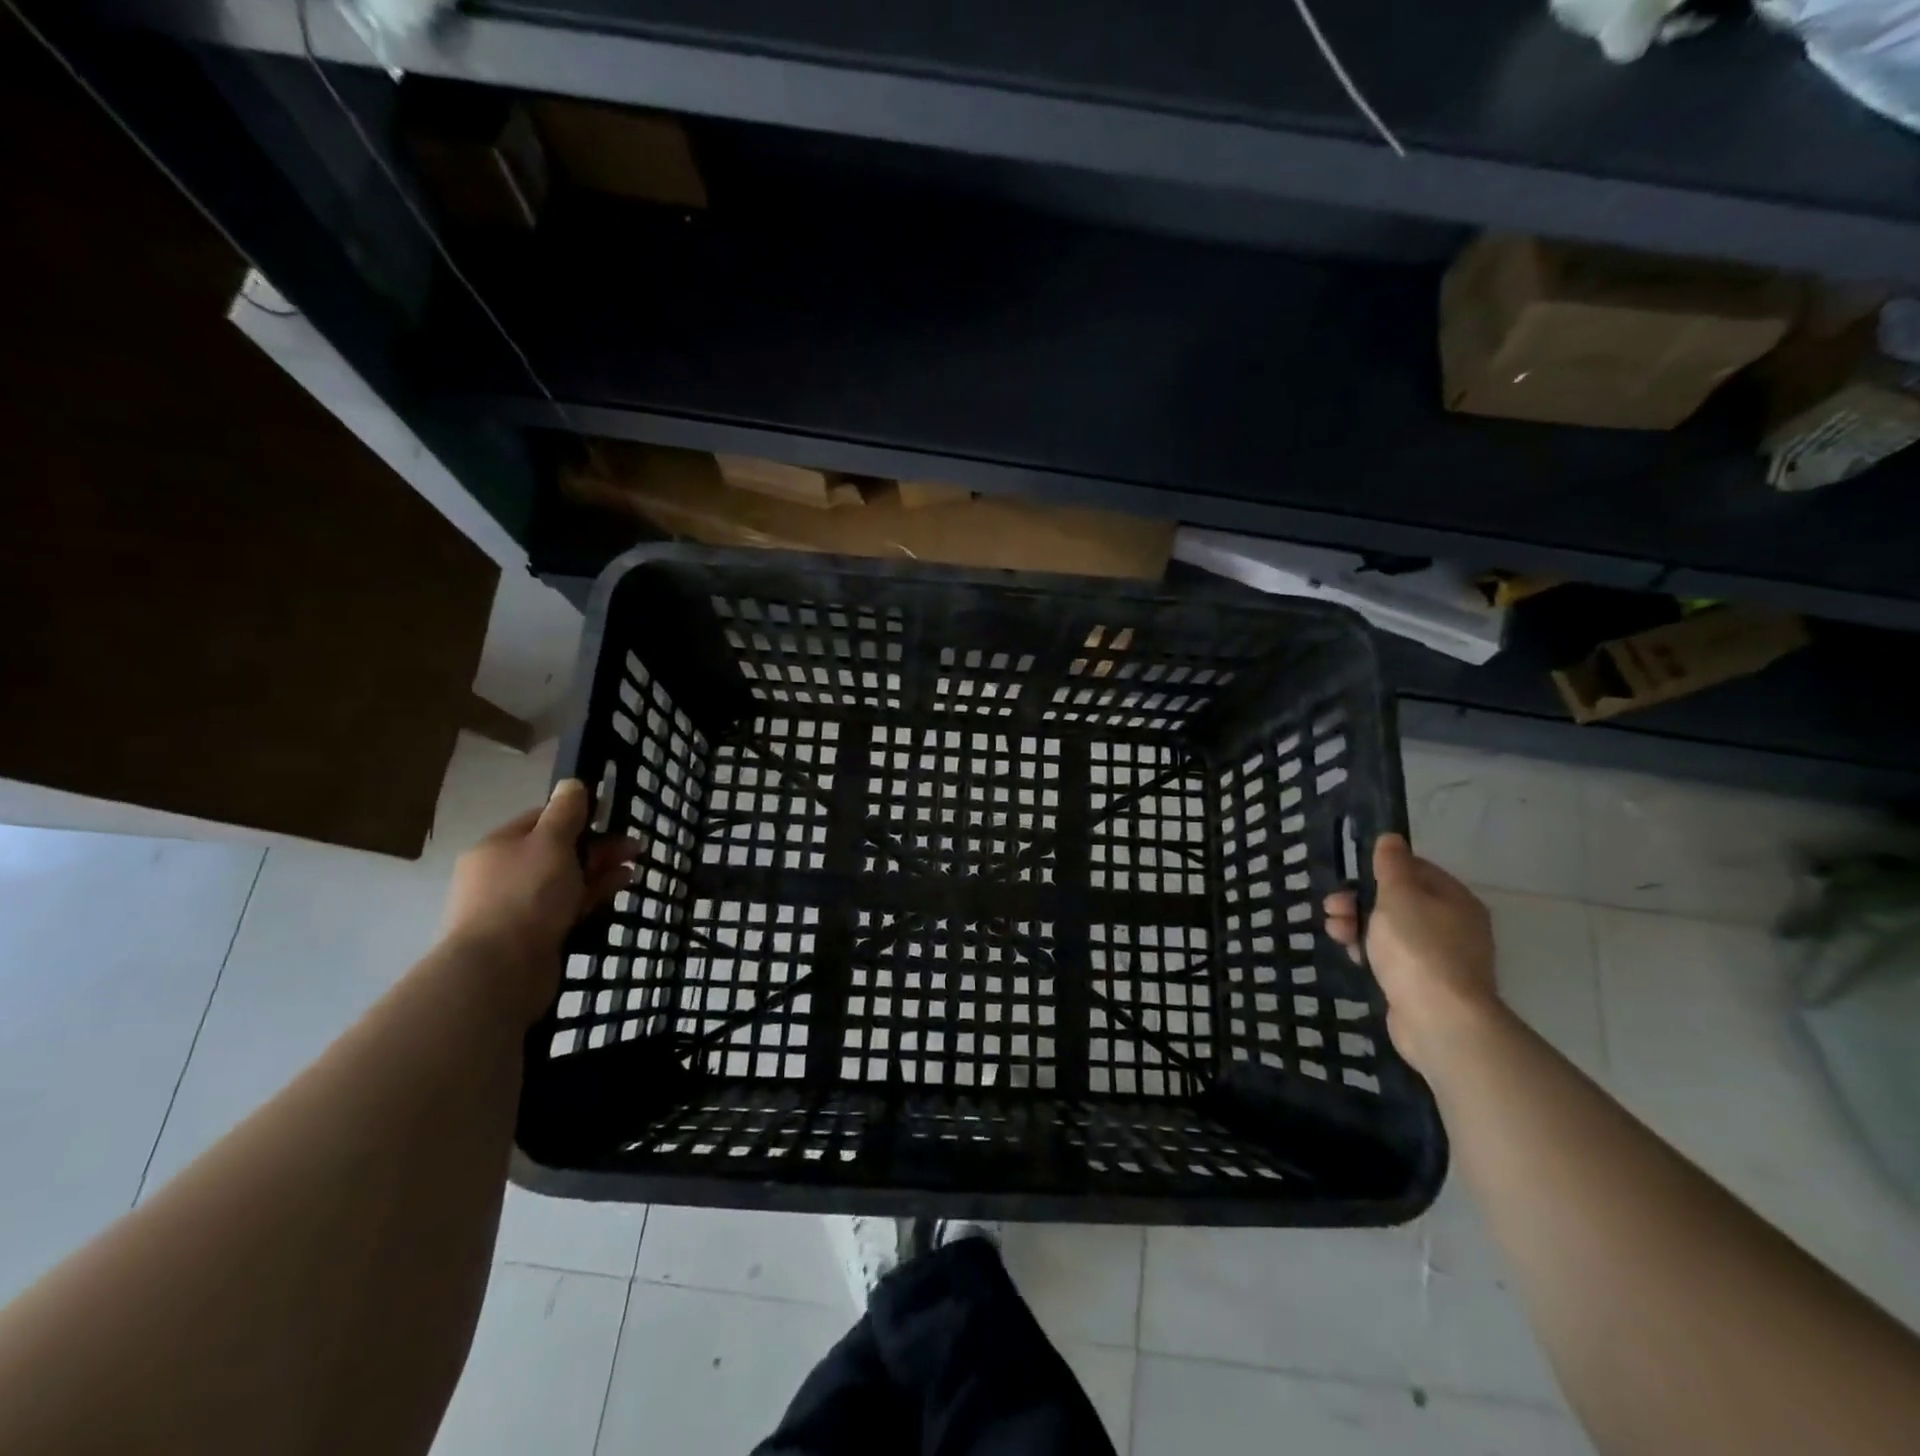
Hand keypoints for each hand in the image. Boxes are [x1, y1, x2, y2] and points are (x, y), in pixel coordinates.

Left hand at [441, 780, 643, 1022]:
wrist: (499, 971)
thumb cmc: (526, 896)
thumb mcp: (550, 843)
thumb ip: (565, 812)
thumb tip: (572, 783)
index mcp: (498, 847)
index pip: (541, 819)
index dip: (577, 814)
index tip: (611, 816)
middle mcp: (504, 874)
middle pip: (557, 850)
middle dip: (597, 845)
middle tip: (635, 846)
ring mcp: (518, 906)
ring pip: (566, 879)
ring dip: (601, 870)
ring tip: (636, 866)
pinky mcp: (534, 934)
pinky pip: (569, 905)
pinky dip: (593, 893)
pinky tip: (621, 887)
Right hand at [1323, 832, 1498, 1073]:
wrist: (1439, 1020)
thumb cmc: (1418, 948)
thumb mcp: (1398, 896)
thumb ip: (1391, 866)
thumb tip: (1391, 838)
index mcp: (1454, 899)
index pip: (1415, 870)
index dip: (1379, 869)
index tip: (1350, 877)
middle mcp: (1453, 925)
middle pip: (1398, 901)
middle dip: (1359, 900)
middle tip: (1333, 907)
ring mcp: (1439, 957)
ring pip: (1390, 930)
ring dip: (1358, 925)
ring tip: (1335, 932)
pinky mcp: (1423, 984)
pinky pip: (1391, 957)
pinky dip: (1369, 952)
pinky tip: (1352, 956)